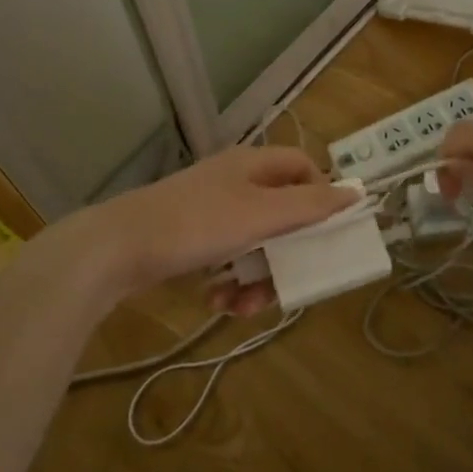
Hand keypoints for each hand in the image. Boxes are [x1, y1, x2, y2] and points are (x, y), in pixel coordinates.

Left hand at [70, 146, 351, 303]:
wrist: (117, 248)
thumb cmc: (196, 224)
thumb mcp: (261, 215)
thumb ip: (309, 205)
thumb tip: (354, 192)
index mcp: (253, 166)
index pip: (302, 167)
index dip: (321, 195)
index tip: (328, 232)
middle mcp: (234, 183)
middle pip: (281, 214)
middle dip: (287, 254)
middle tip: (290, 284)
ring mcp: (210, 211)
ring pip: (255, 244)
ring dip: (258, 277)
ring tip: (244, 305)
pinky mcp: (190, 239)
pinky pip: (227, 258)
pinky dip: (230, 281)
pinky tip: (218, 301)